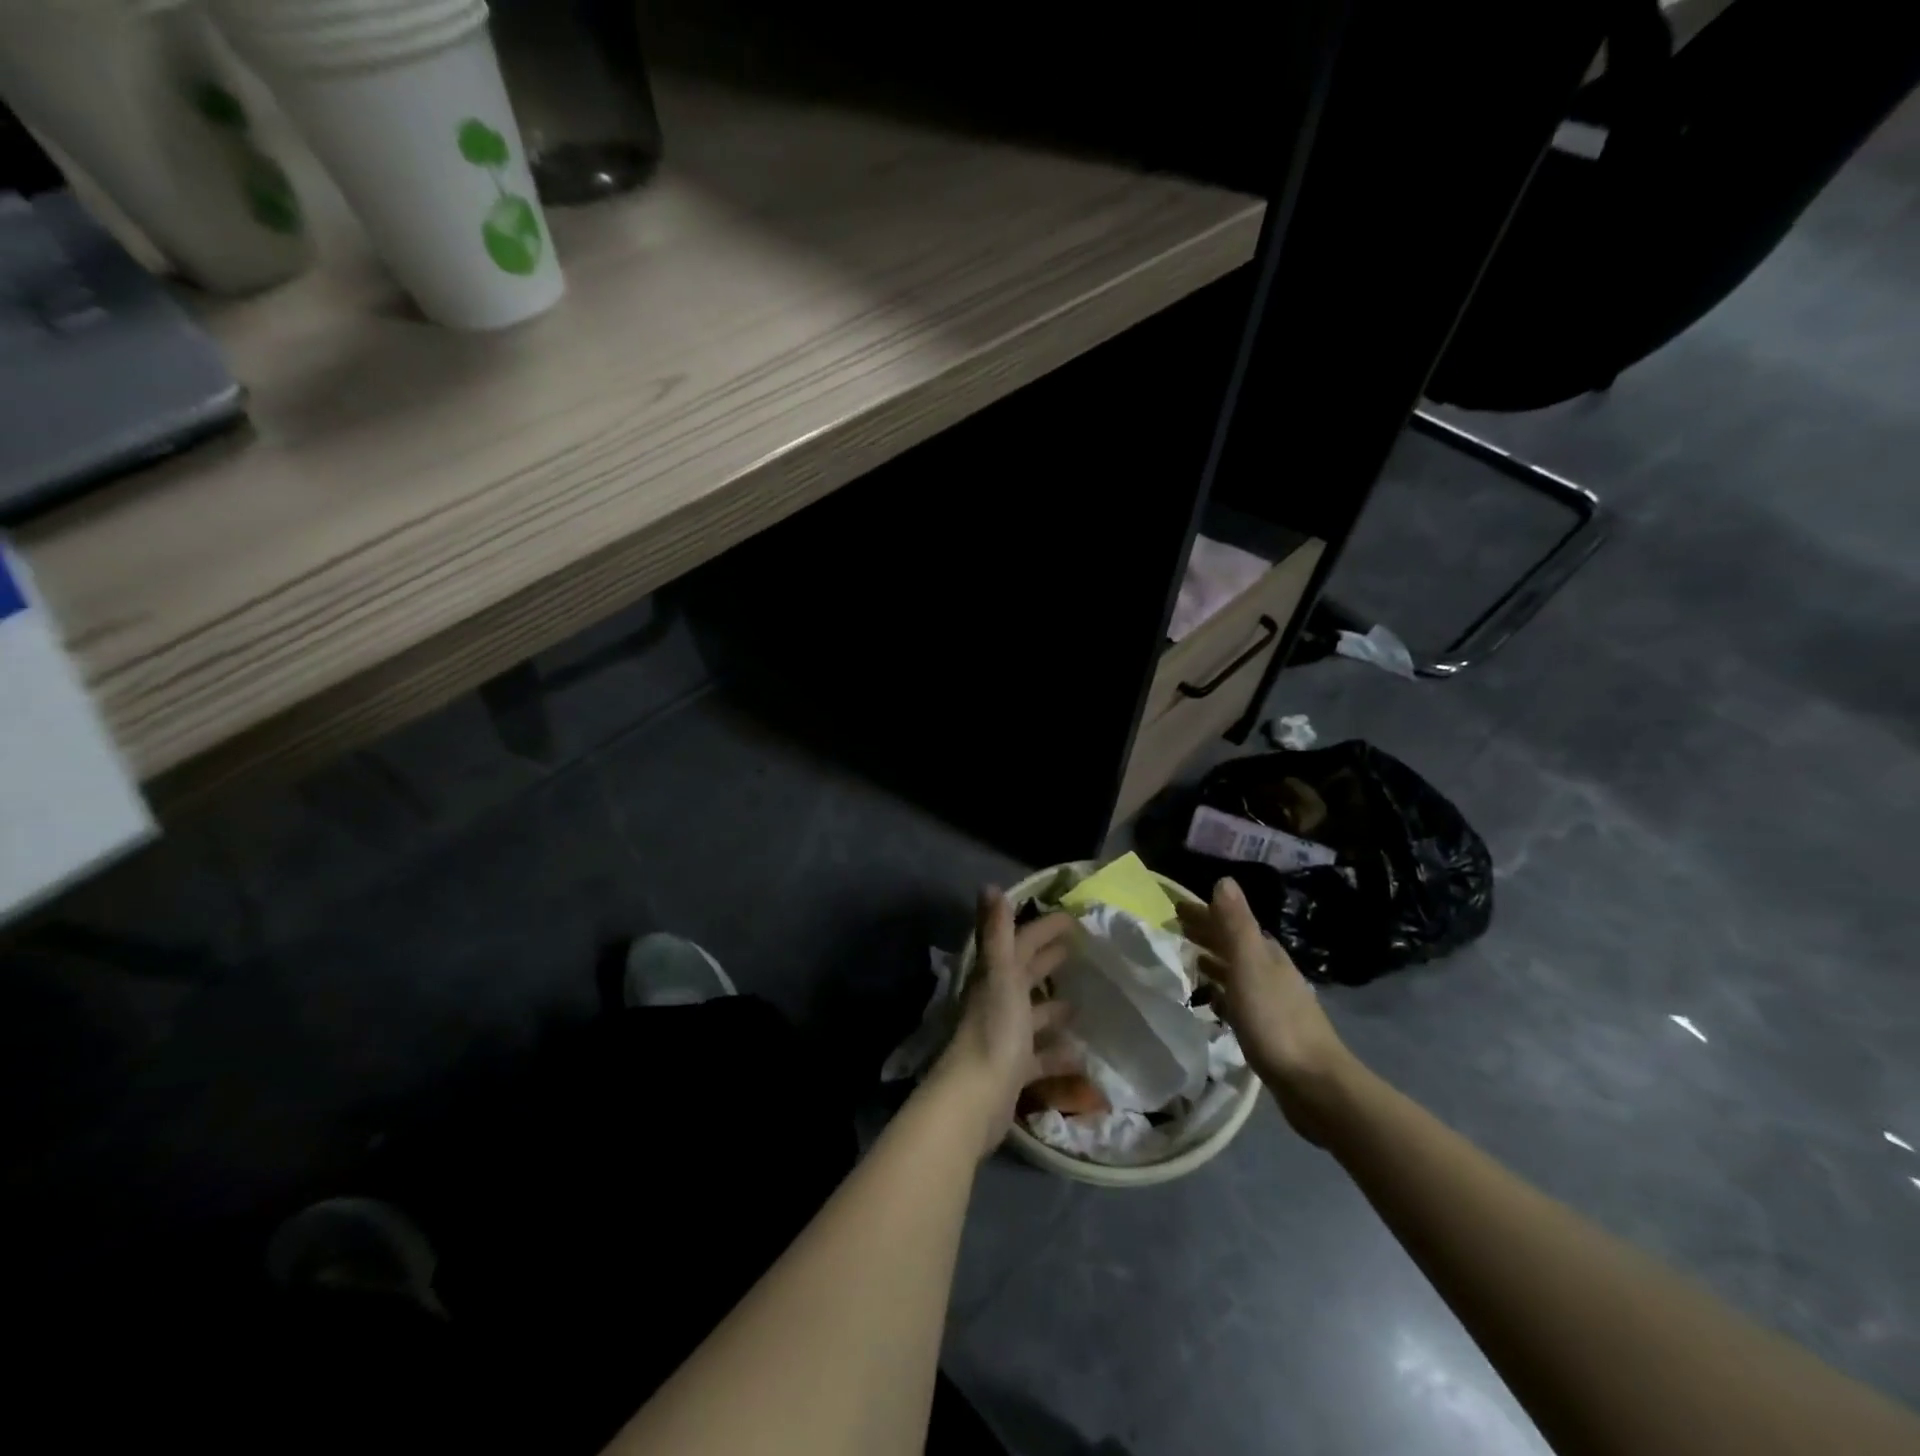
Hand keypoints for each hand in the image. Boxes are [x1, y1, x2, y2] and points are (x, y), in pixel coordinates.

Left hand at [929, 888, 1077, 1156]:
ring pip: (1033, 1015)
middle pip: (1025, 974)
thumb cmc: (994, 1030)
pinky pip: (1040, 1056)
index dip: (1043, 928)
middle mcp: (998, 1001)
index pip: (1021, 942)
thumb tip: (990, 886)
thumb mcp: (1000, 975)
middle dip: (1048, 960)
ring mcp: (1005, 1036)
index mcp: (996, 976)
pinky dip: (1058, 1053)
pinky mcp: (1013, 1069)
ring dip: (1054, 1007)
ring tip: (1082, 1002)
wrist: (975, 1098)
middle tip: (1079, 950)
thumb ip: (997, 933)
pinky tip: (1082, 1055)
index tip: (1072, 918)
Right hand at [1178, 876, 1356, 1142]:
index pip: (1230, 922)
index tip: (1174, 909)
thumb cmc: (1275, 1021)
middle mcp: (1271, 972)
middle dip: (1206, 935)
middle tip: (1173, 931)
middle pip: (1233, 945)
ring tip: (1184, 962)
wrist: (1314, 1085)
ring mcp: (1271, 1002)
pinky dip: (1219, 993)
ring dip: (1211, 963)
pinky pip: (1236, 1000)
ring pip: (1234, 972)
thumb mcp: (1250, 966)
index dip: (1204, 913)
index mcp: (1267, 954)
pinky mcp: (1268, 1030)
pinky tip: (1208, 1003)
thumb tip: (1223, 879)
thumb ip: (1236, 924)